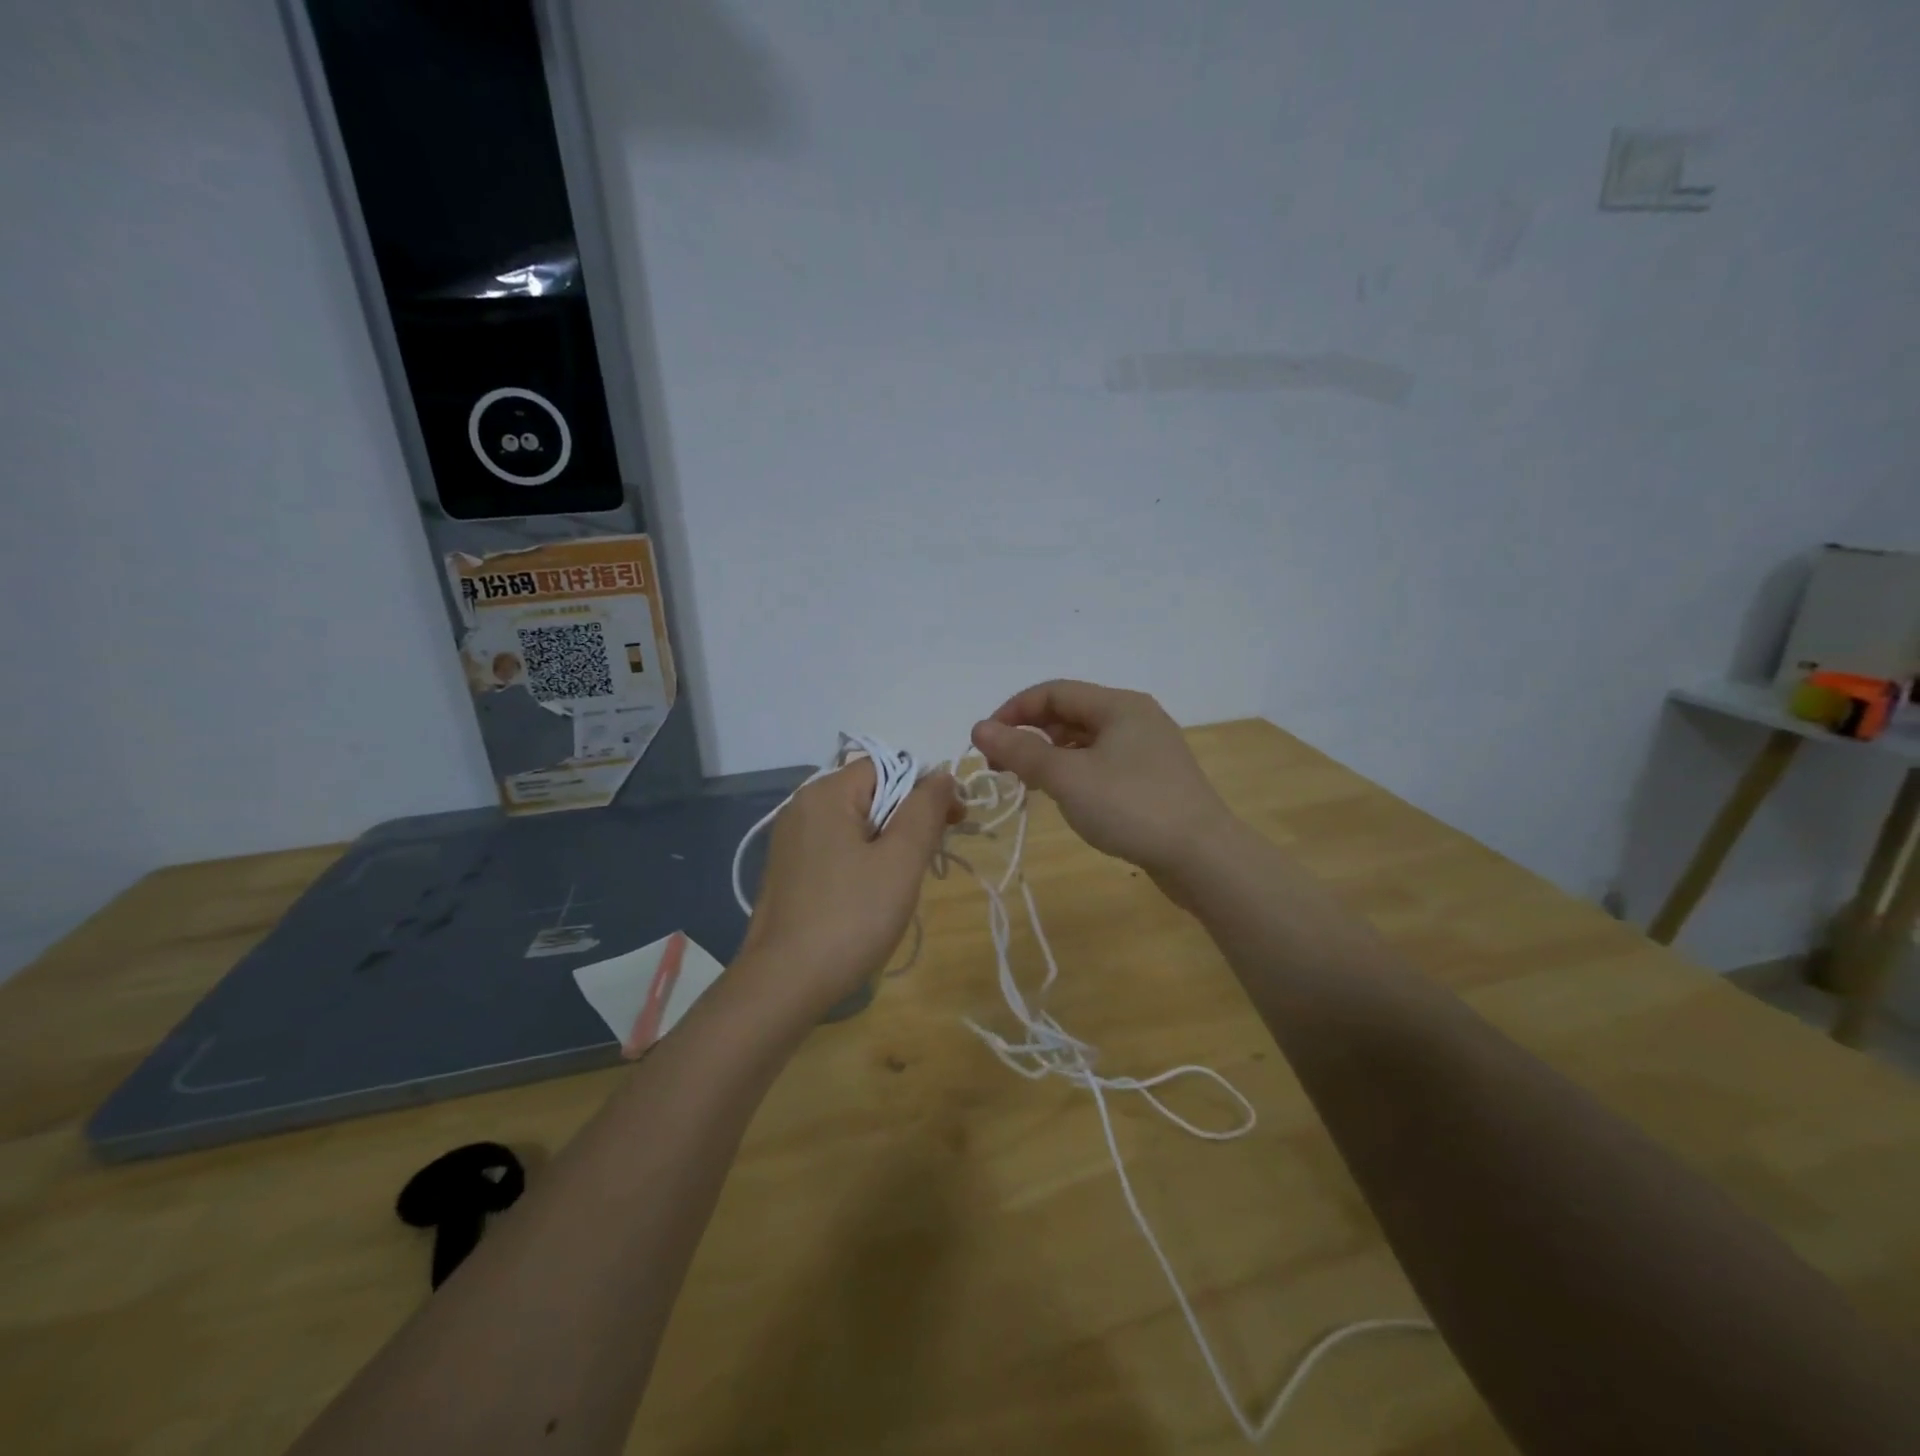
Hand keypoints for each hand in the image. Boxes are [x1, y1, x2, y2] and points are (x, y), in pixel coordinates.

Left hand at [737, 760, 957, 1014]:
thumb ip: (925, 810)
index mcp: (826, 793)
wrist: (784, 984)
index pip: (889, 766)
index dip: (926, 788)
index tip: (953, 824)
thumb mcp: (901, 861)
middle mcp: (802, 806)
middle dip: (908, 817)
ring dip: (888, 841)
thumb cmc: (851, 917)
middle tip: (931, 856)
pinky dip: (862, 859)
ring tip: (904, 880)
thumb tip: (942, 775)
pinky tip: (872, 894)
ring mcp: (790, 840)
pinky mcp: (788, 870)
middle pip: (871, 792)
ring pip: (855, 822)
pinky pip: (836, 847)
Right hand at [970, 680, 1233, 880]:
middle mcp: (1135, 718)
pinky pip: (1103, 763)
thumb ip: (1021, 751)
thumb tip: (979, 728)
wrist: (1203, 856)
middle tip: (1001, 767)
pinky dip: (1075, 771)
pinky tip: (1064, 795)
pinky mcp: (1153, 779)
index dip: (1013, 711)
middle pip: (1070, 713)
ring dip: (1051, 755)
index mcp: (1118, 705)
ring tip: (1027, 782)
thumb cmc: (1131, 806)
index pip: (1053, 692)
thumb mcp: (1068, 777)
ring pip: (1086, 740)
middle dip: (1030, 734)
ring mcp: (1148, 749)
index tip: (985, 742)